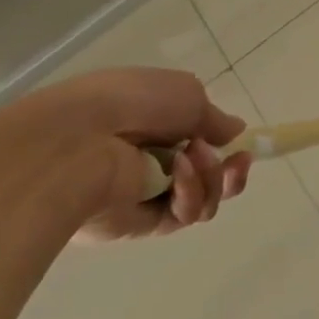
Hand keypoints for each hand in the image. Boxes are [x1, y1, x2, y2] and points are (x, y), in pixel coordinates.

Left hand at [0, 69, 253, 242]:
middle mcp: (149, 160)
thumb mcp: (188, 93)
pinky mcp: (139, 225)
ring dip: (211, 178)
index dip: (224, 145)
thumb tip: (233, 132)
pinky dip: (191, 194)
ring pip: (202, 197)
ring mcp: (144, 194)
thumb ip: (215, 118)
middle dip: (228, 169)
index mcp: (152, 124)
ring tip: (194, 160)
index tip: (241, 146)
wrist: (77, 142)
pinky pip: (183, 216)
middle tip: (237, 163)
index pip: (197, 141)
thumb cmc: (133, 103)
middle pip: (207, 175)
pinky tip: (179, 175)